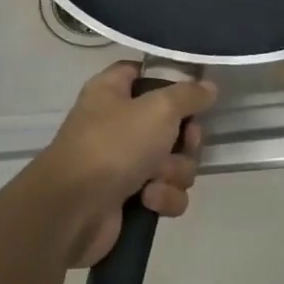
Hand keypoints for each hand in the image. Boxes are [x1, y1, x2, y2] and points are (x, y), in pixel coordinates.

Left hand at [39, 62, 217, 267]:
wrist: (74, 210)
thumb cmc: (113, 145)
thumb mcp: (158, 108)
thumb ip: (189, 95)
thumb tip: (208, 87)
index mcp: (112, 92)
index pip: (143, 72)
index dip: (169, 80)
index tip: (193, 92)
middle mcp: (117, 124)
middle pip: (171, 124)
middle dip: (185, 140)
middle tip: (184, 144)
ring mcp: (123, 163)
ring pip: (174, 162)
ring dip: (174, 172)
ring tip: (156, 179)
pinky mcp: (130, 198)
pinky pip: (166, 192)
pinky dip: (163, 197)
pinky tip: (148, 200)